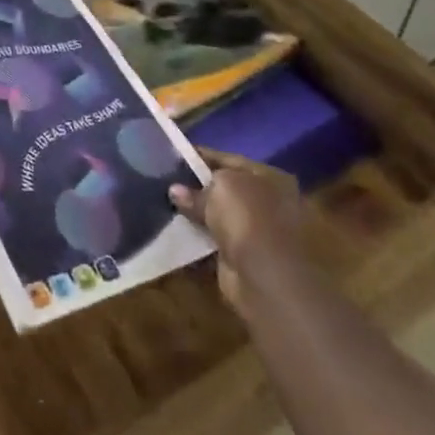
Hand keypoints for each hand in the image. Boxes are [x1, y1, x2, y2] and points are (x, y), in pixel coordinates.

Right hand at [169, 152, 303, 312]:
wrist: (267, 279)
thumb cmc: (249, 218)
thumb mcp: (220, 188)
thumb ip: (196, 188)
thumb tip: (175, 191)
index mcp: (270, 178)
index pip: (229, 160)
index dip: (201, 157)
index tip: (172, 156)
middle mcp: (268, 203)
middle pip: (225, 189)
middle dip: (197, 188)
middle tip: (165, 182)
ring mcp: (257, 233)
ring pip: (219, 216)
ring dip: (197, 214)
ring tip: (164, 204)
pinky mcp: (243, 258)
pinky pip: (214, 241)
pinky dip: (197, 238)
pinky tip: (174, 230)